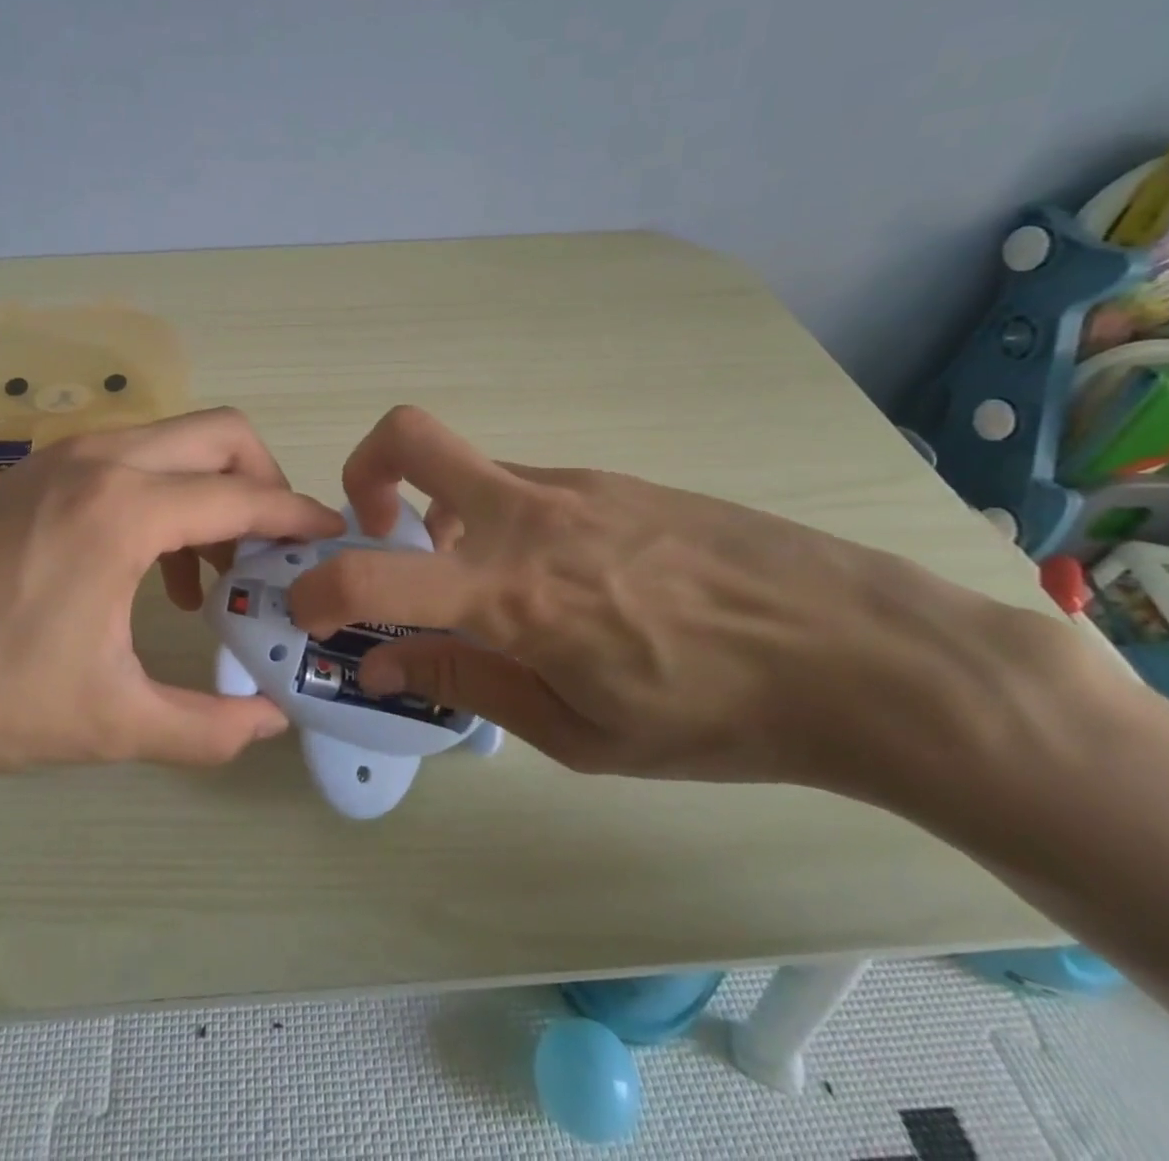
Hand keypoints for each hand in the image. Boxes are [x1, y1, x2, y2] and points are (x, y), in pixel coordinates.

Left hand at [0, 409, 344, 792]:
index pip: (245, 497)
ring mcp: (59, 458)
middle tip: (274, 549)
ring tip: (210, 573)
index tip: (334, 539)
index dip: (300, 518)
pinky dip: (162, 495)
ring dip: (210, 491)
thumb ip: (205, 727)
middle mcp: (100, 460)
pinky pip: (126, 460)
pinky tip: (146, 569)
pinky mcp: (29, 473)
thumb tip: (271, 724)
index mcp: (125, 510)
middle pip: (221, 434)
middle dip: (265, 482)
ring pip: (172, 441)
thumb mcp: (106, 723)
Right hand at [288, 406, 1082, 800]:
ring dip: (448, 519)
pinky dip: (507, 526)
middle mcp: (526, 516)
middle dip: (363, 471)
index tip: (310, 611)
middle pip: (407, 436)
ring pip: (473, 474)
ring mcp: (572, 487)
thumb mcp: (578, 733)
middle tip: (377, 530)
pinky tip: (567, 585)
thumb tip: (383, 667)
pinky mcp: (613, 480)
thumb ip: (468, 684)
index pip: (371, 575)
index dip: (317, 591)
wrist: (857, 650)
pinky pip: (529, 491)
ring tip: (495, 593)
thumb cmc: (714, 715)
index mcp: (510, 593)